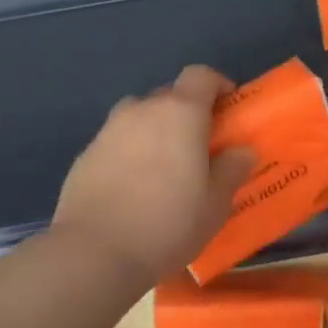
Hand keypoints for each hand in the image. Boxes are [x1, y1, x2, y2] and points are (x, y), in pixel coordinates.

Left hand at [54, 65, 256, 286]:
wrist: (95, 252)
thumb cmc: (168, 223)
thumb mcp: (215, 204)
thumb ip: (231, 170)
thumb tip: (241, 151)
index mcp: (180, 113)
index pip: (201, 75)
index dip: (218, 86)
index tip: (229, 109)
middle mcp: (141, 110)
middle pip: (169, 95)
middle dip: (187, 112)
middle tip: (199, 146)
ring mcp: (108, 131)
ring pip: (139, 117)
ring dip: (155, 130)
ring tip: (164, 166)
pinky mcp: (85, 155)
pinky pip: (117, 142)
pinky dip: (130, 152)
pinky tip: (134, 187)